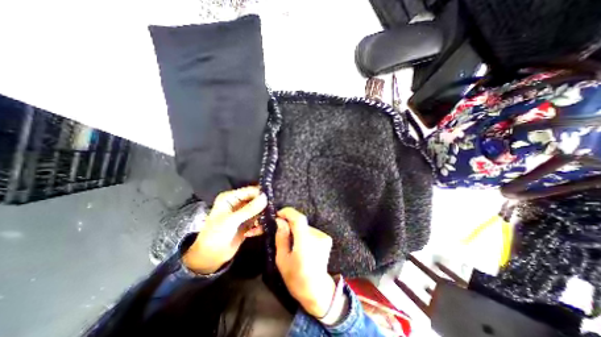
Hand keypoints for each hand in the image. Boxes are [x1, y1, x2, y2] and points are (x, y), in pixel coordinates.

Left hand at [181, 186, 265, 274]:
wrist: (210, 257)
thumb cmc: (216, 235)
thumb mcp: (231, 221)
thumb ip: (249, 209)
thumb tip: (265, 197)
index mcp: (231, 198)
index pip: (250, 191)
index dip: (261, 194)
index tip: (273, 199)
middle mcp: (238, 202)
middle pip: (256, 199)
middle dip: (264, 205)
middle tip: (274, 210)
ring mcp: (244, 213)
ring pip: (259, 209)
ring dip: (263, 215)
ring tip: (269, 221)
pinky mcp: (248, 222)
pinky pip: (259, 219)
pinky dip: (261, 224)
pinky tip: (259, 230)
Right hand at [275, 206, 335, 316]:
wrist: (317, 289)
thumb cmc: (296, 278)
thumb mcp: (282, 260)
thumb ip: (281, 238)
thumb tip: (280, 221)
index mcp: (305, 243)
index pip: (299, 219)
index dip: (288, 212)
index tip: (278, 214)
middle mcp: (317, 237)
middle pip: (301, 222)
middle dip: (289, 223)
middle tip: (281, 230)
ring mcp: (324, 237)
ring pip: (305, 227)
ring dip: (296, 230)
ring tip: (291, 242)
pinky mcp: (326, 238)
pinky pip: (310, 231)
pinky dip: (303, 234)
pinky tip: (301, 245)